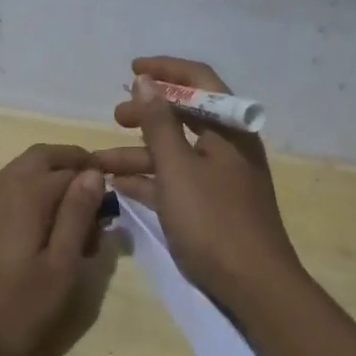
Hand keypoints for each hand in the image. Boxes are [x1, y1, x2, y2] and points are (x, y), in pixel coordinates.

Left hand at [0, 144, 107, 355]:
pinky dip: (30, 199)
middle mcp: (2, 183)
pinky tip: (36, 240)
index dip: (98, 187)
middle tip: (94, 204)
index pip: (76, 169)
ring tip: (70, 231)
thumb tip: (93, 174)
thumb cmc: (6, 309)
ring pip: (24, 173)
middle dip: (74, 169)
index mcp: (28, 190)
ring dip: (52, 185)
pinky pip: (8, 192)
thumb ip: (76, 217)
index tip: (110, 219)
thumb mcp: (58, 270)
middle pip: (45, 157)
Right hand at [92, 57, 305, 305]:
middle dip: (147, 114)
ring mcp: (221, 178)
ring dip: (139, 153)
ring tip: (101, 161)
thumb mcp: (178, 168)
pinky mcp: (212, 207)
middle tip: (115, 116)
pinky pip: (177, 182)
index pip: (199, 81)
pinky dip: (150, 180)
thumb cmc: (214, 220)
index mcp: (229, 129)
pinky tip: (120, 186)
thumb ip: (158, 123)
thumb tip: (145, 80)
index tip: (132, 69)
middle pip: (185, 117)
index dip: (166, 70)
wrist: (254, 285)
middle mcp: (228, 147)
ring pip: (176, 153)